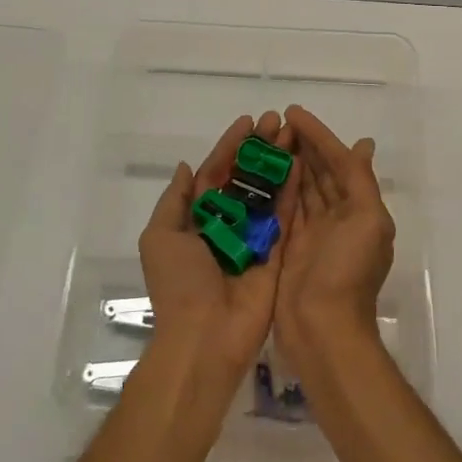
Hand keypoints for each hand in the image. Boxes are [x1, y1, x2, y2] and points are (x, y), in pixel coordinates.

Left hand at [138, 111, 294, 385]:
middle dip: (259, 149)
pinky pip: (285, 217)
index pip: (215, 173)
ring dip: (278, 163)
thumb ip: (175, 200)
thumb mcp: (160, 237)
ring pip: (267, 192)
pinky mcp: (276, 255)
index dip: (231, 146)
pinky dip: (292, 191)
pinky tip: (301, 165)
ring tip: (293, 135)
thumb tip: (186, 166)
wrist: (204, 339)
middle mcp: (227, 225)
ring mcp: (253, 239)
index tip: (249, 122)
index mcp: (197, 219)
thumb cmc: (178, 284)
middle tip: (277, 122)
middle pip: (245, 178)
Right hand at [275, 104, 394, 370]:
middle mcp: (337, 218)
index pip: (339, 161)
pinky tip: (258, 169)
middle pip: (319, 171)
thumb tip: (363, 144)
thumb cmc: (348, 273)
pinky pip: (281, 209)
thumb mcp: (367, 222)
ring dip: (287, 161)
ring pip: (299, 186)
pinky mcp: (287, 247)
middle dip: (302, 144)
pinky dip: (274, 187)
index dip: (319, 135)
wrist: (323, 332)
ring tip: (265, 136)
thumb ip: (361, 181)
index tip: (294, 112)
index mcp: (360, 210)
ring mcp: (311, 233)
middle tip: (276, 120)